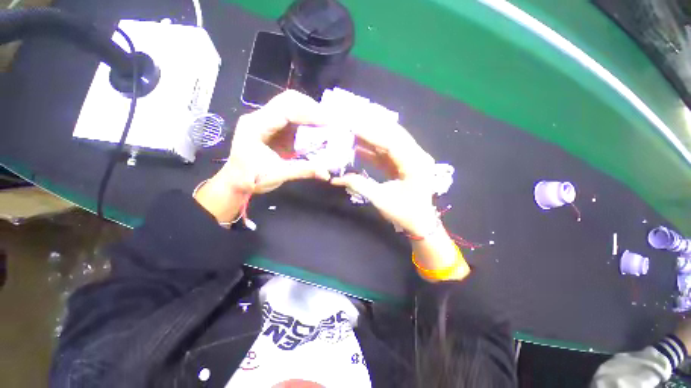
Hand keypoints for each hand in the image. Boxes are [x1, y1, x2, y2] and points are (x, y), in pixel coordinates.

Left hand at [194, 90, 330, 222]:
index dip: (309, 113)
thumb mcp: (277, 175)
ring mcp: (266, 120)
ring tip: (326, 124)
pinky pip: (292, 117)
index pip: (285, 110)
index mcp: (256, 126)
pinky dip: (306, 121)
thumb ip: (303, 171)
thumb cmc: (251, 179)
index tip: (328, 122)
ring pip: (291, 106)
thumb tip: (326, 173)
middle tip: (329, 121)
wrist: (236, 182)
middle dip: (311, 108)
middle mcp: (260, 117)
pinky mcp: (273, 127)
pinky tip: (316, 130)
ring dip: (310, 113)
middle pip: (288, 100)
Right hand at [332, 121, 468, 281]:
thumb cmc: (405, 214)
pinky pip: (388, 151)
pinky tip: (359, 145)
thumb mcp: (381, 200)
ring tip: (352, 130)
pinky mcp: (405, 162)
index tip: (351, 126)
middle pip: (393, 134)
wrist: (421, 222)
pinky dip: (374, 147)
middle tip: (350, 122)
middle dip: (371, 128)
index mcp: (415, 165)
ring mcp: (412, 158)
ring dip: (372, 136)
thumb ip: (359, 185)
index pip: (391, 142)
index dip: (370, 133)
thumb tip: (335, 179)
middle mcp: (417, 156)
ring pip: (390, 140)